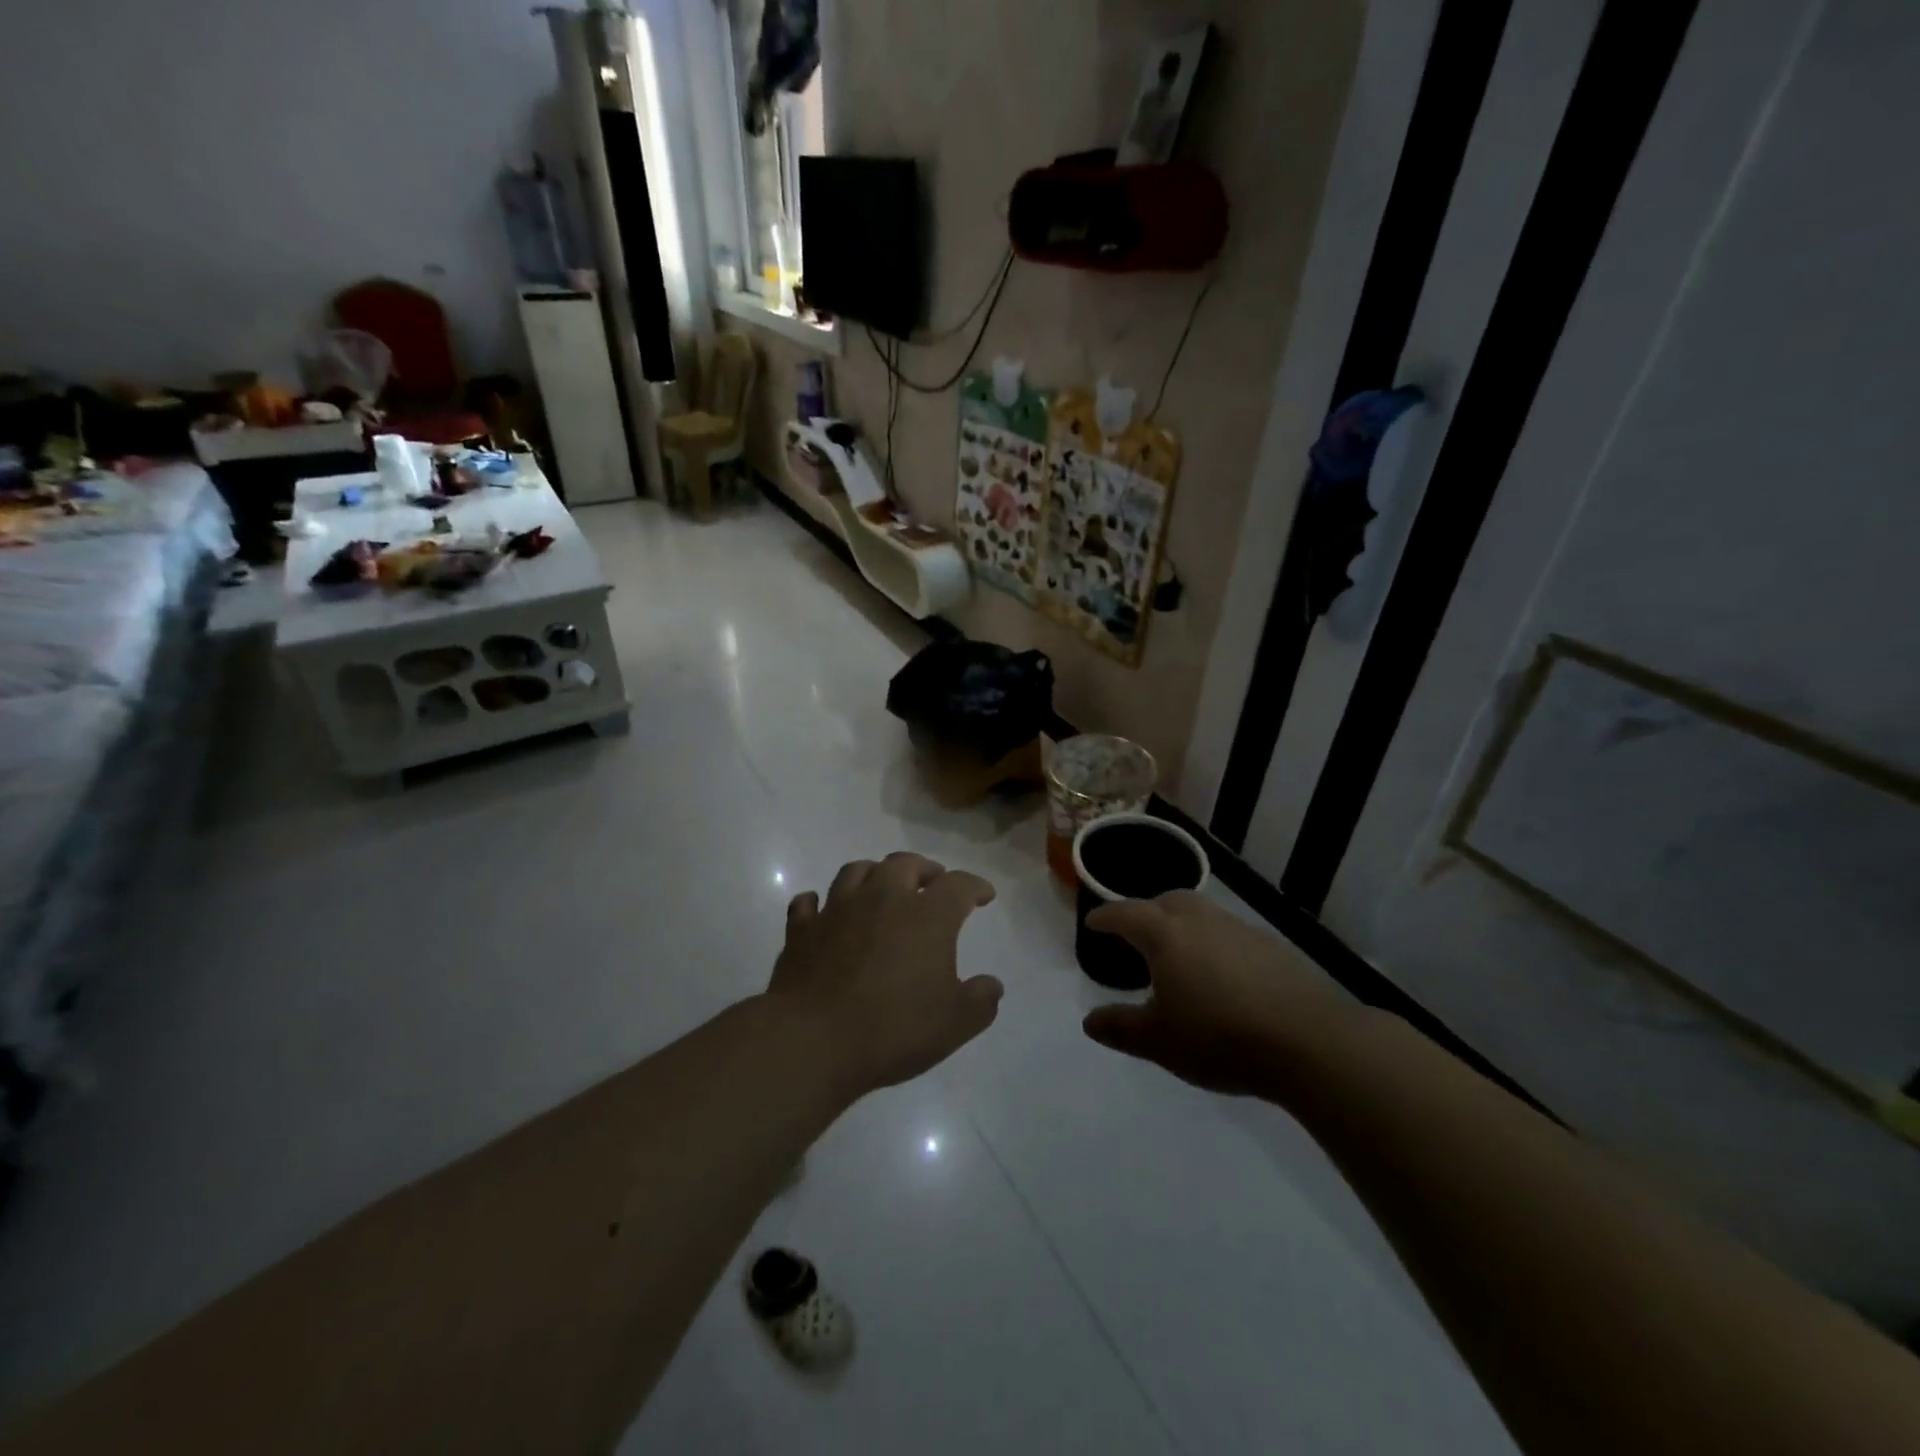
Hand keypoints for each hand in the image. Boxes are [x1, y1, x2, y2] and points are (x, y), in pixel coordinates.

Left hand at [767, 853, 1002, 1096]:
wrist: (812, 1040)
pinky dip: (818, 903)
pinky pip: (809, 904)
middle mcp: (882, 899)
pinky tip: (822, 910)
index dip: (975, 886)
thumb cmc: (892, 1029)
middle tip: (932, 882)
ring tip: (882, 886)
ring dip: (874, 873)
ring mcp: (837, 910)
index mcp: (926, 916)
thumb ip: (980, 1001)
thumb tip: (992, 986)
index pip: (958, 885)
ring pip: (856, 871)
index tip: (984, 895)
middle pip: (905, 863)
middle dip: (924, 868)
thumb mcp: (954, 1024)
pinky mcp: (802, 930)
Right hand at [1081, 891, 1357, 1095]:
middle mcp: (1201, 921)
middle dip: (1147, 912)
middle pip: (1167, 901)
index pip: (1126, 914)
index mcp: (1166, 935)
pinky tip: (1222, 975)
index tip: (1093, 922)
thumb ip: (1121, 1028)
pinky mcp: (1273, 947)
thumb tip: (1090, 1021)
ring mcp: (1241, 930)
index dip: (1106, 917)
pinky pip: (1230, 934)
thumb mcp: (1159, 1041)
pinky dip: (1215, 944)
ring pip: (1202, 914)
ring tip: (1179, 955)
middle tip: (1137, 933)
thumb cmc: (1220, 1037)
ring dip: (1183, 925)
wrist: (1310, 1041)